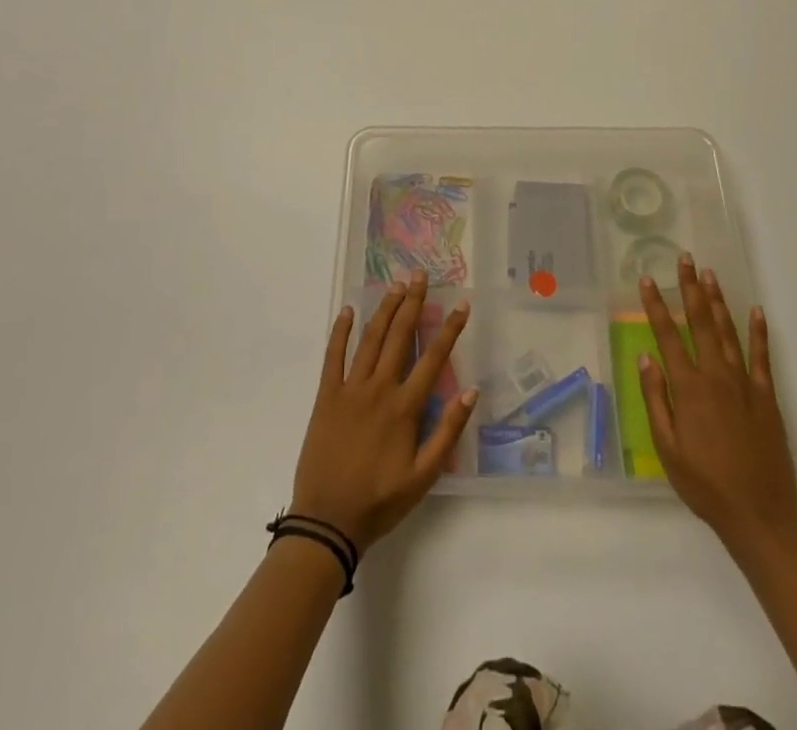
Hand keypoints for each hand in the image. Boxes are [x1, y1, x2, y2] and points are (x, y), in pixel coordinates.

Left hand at [291, 271, 476, 552]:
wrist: (327, 521)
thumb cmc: (380, 501)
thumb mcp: (424, 477)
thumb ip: (447, 433)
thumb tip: (470, 392)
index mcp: (404, 408)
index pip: (432, 359)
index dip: (449, 330)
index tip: (461, 306)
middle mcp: (378, 389)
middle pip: (399, 337)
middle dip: (412, 304)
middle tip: (420, 276)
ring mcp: (350, 390)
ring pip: (370, 340)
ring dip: (384, 310)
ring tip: (396, 286)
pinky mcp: (326, 396)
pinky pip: (333, 357)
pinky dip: (341, 332)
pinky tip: (348, 311)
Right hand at [638, 255, 796, 556]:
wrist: (760, 515)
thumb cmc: (705, 485)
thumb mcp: (667, 449)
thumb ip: (656, 400)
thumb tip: (646, 357)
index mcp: (689, 389)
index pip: (667, 336)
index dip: (656, 306)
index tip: (648, 280)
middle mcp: (716, 376)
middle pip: (700, 323)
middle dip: (690, 289)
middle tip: (685, 259)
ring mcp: (745, 384)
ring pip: (728, 332)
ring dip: (718, 301)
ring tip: (710, 274)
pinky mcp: (767, 396)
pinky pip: (762, 356)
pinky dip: (758, 332)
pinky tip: (756, 311)